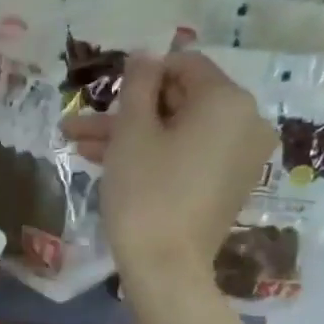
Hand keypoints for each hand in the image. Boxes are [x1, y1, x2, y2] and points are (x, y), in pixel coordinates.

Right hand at [63, 50, 275, 282]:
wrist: (166, 268)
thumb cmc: (145, 193)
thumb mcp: (132, 133)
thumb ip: (137, 85)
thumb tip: (145, 54)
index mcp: (228, 101)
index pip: (184, 65)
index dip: (140, 76)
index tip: (105, 96)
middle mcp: (245, 123)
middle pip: (179, 102)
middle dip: (126, 112)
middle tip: (78, 125)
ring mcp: (240, 157)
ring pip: (177, 132)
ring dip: (130, 136)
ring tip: (77, 145)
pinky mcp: (227, 185)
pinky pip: (188, 156)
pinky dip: (154, 156)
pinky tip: (107, 163)